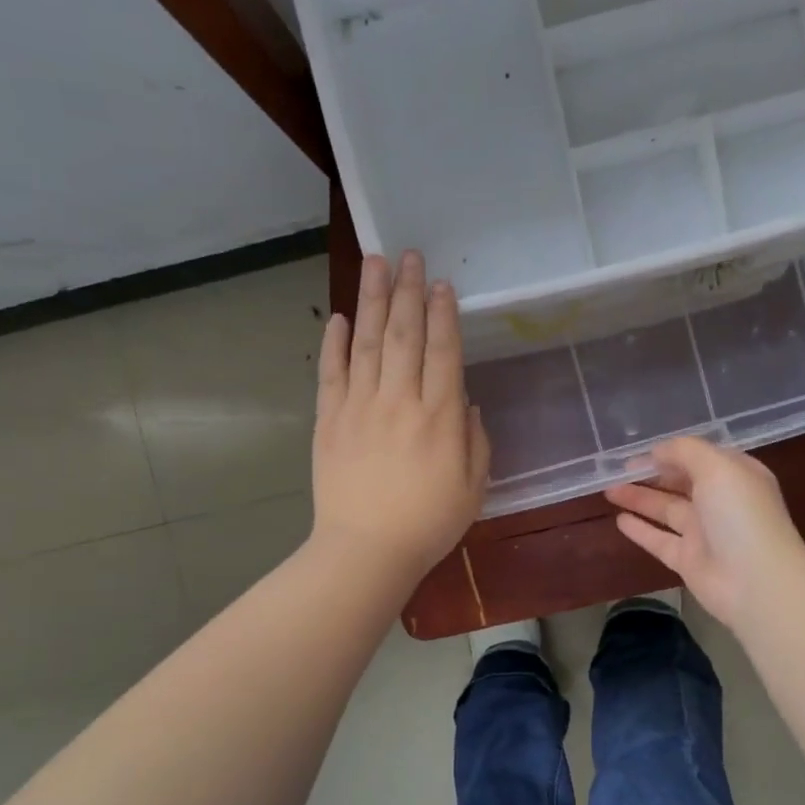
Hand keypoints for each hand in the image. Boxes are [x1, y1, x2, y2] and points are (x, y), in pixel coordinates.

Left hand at [311, 251, 489, 581]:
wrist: (366, 551)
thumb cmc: (428, 524)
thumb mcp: (473, 487)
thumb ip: (475, 440)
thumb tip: (465, 402)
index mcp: (439, 416)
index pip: (443, 350)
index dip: (443, 313)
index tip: (440, 283)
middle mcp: (399, 400)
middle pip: (403, 333)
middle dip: (407, 290)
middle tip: (408, 254)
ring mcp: (359, 406)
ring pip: (366, 341)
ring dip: (372, 299)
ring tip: (375, 262)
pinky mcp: (329, 420)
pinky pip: (331, 372)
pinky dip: (334, 343)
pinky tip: (338, 317)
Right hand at [605, 437, 804, 627]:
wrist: (756, 581)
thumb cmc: (739, 514)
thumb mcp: (717, 466)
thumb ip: (685, 451)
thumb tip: (657, 451)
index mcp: (735, 475)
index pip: (699, 457)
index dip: (670, 452)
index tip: (638, 452)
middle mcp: (721, 502)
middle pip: (681, 483)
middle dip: (651, 474)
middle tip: (617, 470)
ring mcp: (705, 533)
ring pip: (666, 510)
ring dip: (639, 498)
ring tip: (608, 490)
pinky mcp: (689, 560)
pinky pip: (660, 540)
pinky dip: (641, 530)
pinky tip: (619, 520)